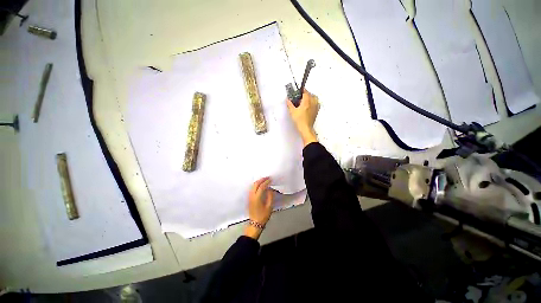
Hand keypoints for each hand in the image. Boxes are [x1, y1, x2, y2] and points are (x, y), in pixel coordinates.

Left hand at [245, 177, 273, 239]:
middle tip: (267, 178)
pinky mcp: (249, 198)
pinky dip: (256, 185)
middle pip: (256, 184)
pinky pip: (252, 189)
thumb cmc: (263, 216)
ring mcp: (250, 197)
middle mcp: (252, 196)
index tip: (270, 179)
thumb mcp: (269, 207)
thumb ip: (270, 196)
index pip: (262, 186)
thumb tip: (270, 189)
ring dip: (258, 182)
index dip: (266, 182)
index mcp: (257, 197)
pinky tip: (260, 186)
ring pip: (253, 186)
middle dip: (261, 180)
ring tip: (264, 180)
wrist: (255, 223)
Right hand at [286, 89, 318, 146]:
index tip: (299, 90)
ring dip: (310, 98)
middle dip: (305, 94)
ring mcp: (315, 107)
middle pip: (310, 94)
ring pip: (314, 99)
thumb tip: (288, 100)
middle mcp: (312, 103)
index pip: (305, 92)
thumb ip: (290, 104)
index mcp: (307, 102)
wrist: (305, 128)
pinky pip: (316, 104)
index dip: (302, 90)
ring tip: (304, 101)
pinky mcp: (316, 111)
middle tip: (300, 97)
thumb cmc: (300, 121)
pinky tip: (308, 106)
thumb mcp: (292, 111)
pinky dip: (312, 103)